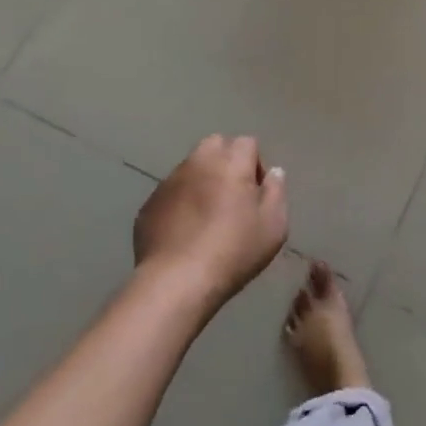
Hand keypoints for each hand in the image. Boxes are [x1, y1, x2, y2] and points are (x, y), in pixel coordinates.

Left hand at [134, 135, 287, 306]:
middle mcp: (198, 162)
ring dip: (201, 181)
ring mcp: (169, 182)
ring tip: (206, 216)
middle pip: (215, 145)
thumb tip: (274, 173)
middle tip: (232, 196)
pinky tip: (184, 232)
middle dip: (226, 161)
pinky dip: (180, 203)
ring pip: (190, 168)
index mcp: (231, 161)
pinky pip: (171, 193)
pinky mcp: (149, 205)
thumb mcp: (273, 225)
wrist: (175, 282)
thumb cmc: (233, 251)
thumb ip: (276, 192)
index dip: (255, 164)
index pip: (247, 143)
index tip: (256, 194)